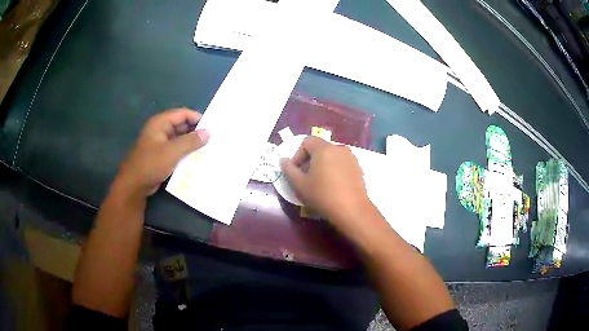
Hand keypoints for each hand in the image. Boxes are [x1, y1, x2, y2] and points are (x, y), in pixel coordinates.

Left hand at [114, 108, 208, 197]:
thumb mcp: (172, 152)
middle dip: (195, 132)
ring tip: (207, 150)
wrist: (134, 186)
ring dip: (191, 144)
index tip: (212, 127)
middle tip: (212, 140)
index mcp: (160, 123)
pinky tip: (196, 160)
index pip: (182, 114)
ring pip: (179, 139)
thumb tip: (208, 132)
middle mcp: (160, 130)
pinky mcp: (160, 156)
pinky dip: (185, 154)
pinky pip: (175, 151)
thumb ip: (190, 141)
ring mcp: (159, 143)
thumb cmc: (151, 164)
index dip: (197, 118)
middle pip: (181, 126)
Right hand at [280, 136, 375, 231]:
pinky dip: (334, 169)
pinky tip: (333, 186)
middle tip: (306, 178)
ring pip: (331, 156)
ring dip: (322, 165)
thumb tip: (283, 160)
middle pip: (319, 148)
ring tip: (319, 182)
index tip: (296, 171)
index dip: (297, 155)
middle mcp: (339, 148)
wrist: (352, 210)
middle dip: (309, 160)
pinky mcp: (358, 168)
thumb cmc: (323, 195)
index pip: (306, 141)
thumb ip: (288, 170)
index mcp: (324, 148)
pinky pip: (341, 163)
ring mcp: (351, 157)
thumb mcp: (300, 185)